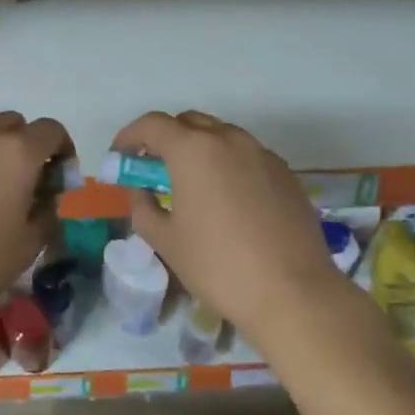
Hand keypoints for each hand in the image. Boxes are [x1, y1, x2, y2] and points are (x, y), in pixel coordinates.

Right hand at [110, 110, 345, 335]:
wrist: (293, 292)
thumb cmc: (218, 266)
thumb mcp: (166, 241)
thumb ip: (143, 207)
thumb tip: (142, 191)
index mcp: (194, 150)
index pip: (152, 124)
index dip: (129, 136)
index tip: (120, 157)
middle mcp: (230, 139)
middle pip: (189, 122)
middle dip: (165, 139)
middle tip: (154, 171)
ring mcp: (263, 154)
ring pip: (222, 136)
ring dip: (199, 150)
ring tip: (192, 187)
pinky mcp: (286, 174)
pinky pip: (248, 157)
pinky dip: (228, 166)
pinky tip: (228, 201)